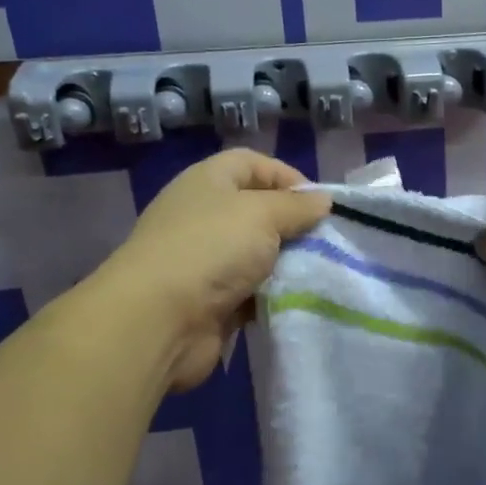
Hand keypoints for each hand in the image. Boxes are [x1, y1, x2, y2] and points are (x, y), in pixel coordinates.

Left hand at [93, 149, 329, 391]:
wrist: (160, 320)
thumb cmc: (211, 249)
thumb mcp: (262, 214)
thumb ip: (297, 206)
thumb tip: (323, 201)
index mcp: (208, 182)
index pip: (252, 164)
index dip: (287, 176)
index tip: (320, 204)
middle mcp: (204, 216)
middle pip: (258, 211)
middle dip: (293, 225)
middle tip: (326, 241)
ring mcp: (205, 260)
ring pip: (258, 255)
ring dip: (286, 264)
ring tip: (319, 272)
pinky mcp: (211, 301)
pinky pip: (252, 292)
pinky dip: (272, 295)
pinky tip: (297, 300)